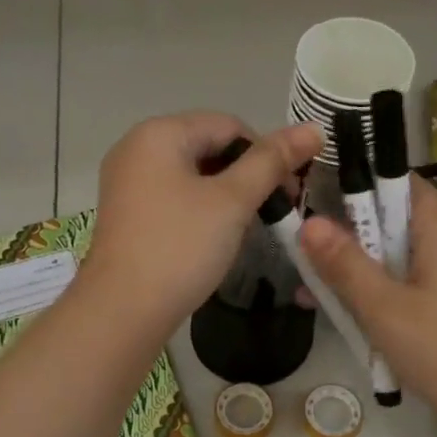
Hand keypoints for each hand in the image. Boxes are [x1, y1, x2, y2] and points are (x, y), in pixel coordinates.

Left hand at [83, 113, 321, 338]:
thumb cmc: (180, 247)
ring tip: (246, 227)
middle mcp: (136, 148)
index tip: (288, 194)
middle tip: (272, 212)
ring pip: (192, 175)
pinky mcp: (126, 214)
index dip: (266, 154)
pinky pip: (173, 197)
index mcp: (158, 133)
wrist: (123, 311)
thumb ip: (272, 162)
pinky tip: (214, 238)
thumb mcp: (232, 201)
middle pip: (208, 147)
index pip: (229, 125)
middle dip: (246, 175)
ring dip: (225, 195)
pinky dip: (200, 210)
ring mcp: (126, 183)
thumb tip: (313, 128)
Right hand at [299, 176, 436, 432]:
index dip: (359, 187)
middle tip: (310, 260)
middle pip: (396, 222)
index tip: (319, 205)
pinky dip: (386, 293)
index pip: (400, 183)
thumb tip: (309, 222)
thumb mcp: (384, 308)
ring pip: (402, 257)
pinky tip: (357, 320)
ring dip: (364, 272)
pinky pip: (416, 283)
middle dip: (351, 239)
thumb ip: (345, 265)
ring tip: (320, 294)